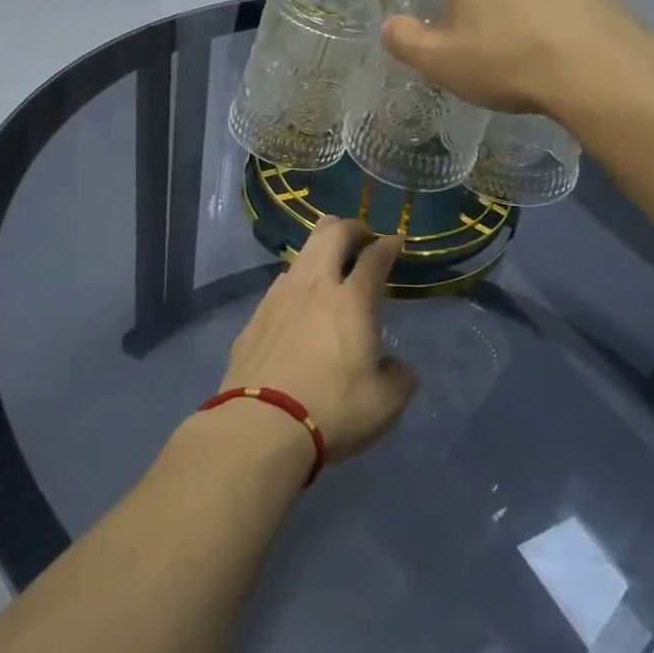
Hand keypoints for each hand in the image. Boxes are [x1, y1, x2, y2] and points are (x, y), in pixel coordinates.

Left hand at [218, 216, 417, 464]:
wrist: (260, 426)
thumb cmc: (331, 410)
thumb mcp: (385, 404)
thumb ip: (399, 378)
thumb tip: (397, 368)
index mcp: (352, 301)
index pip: (374, 258)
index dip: (387, 246)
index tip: (395, 242)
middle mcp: (314, 287)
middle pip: (330, 235)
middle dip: (350, 227)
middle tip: (361, 235)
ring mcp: (279, 298)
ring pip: (301, 254)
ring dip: (319, 249)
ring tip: (328, 262)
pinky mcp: (254, 318)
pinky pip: (280, 284)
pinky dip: (296, 281)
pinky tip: (297, 299)